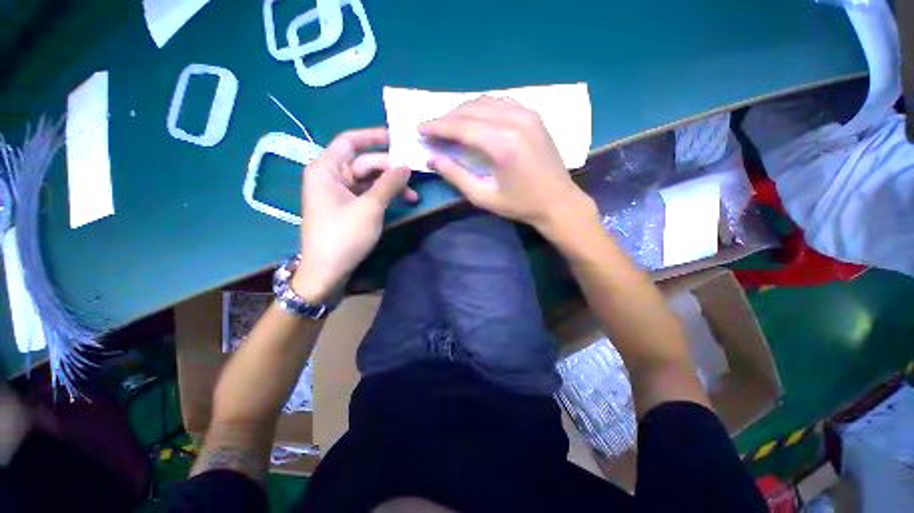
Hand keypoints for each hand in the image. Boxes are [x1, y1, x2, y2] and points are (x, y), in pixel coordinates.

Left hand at [294, 128, 415, 301]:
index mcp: (327, 169)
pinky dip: (385, 196)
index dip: (374, 136)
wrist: (327, 270)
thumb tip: (407, 165)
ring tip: (414, 196)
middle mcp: (331, 176)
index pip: (351, 141)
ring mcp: (340, 193)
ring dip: (392, 185)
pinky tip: (402, 201)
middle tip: (416, 174)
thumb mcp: (370, 207)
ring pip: (370, 180)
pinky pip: (368, 193)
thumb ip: (389, 183)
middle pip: (365, 162)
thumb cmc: (344, 235)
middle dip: (391, 169)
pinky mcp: (348, 207)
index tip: (398, 138)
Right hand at [420, 96, 597, 234]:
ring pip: (486, 101)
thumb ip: (456, 176)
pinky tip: (475, 118)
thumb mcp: (484, 197)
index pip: (461, 126)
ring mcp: (527, 114)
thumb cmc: (520, 205)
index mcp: (502, 144)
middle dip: (447, 118)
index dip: (437, 126)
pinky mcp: (534, 115)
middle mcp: (515, 121)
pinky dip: (483, 107)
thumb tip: (432, 159)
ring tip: (449, 124)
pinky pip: (502, 102)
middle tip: (432, 129)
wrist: (558, 202)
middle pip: (471, 110)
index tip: (420, 128)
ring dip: (463, 111)